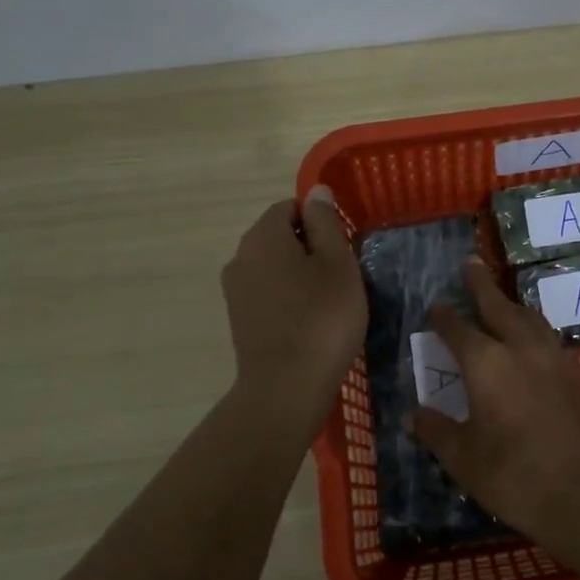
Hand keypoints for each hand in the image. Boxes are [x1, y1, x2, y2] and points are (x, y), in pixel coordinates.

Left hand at [220, 187, 366, 423]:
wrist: (286, 387)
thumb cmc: (322, 318)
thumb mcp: (338, 263)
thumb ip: (326, 222)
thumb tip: (315, 191)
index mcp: (263, 235)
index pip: (290, 207)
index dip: (319, 220)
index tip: (343, 246)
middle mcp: (240, 256)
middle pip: (278, 235)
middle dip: (309, 246)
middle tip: (342, 274)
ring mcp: (235, 290)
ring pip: (273, 266)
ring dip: (299, 273)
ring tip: (329, 300)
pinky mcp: (239, 319)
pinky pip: (267, 292)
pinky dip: (288, 297)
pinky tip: (309, 321)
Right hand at [411, 260, 579, 541]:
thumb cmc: (515, 477)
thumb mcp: (464, 459)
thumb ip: (437, 431)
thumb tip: (414, 415)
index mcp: (487, 364)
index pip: (458, 329)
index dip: (443, 317)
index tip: (434, 307)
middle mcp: (523, 349)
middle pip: (500, 307)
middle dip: (482, 285)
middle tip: (472, 264)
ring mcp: (558, 360)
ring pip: (533, 320)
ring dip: (514, 308)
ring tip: (505, 303)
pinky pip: (555, 346)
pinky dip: (539, 339)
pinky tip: (537, 353)